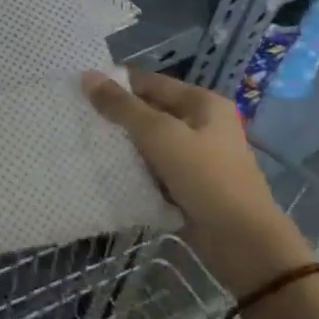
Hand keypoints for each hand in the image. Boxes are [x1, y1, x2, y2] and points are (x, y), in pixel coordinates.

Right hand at [82, 68, 311, 297]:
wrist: (243, 242)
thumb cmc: (205, 177)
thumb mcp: (159, 135)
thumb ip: (122, 106)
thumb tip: (87, 76)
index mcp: (201, 102)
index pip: (149, 82)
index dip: (115, 84)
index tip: (78, 91)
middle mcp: (200, 123)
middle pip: (148, 111)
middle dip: (115, 116)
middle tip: (75, 117)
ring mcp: (195, 155)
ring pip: (148, 141)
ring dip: (122, 144)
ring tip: (83, 142)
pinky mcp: (187, 183)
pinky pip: (153, 167)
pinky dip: (133, 168)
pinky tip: (105, 170)